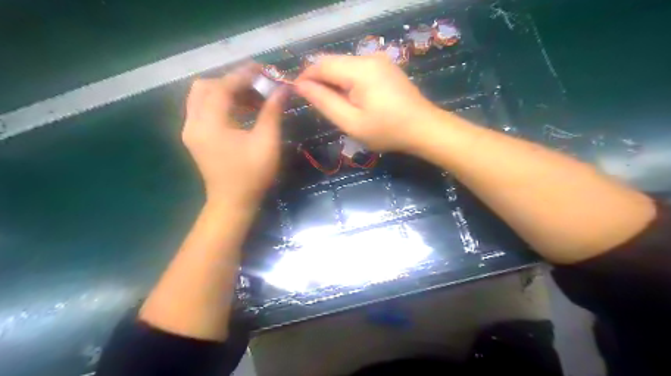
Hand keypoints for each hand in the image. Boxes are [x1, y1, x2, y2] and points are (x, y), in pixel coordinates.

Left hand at [181, 63, 285, 206]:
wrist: (233, 203)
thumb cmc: (252, 176)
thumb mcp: (266, 143)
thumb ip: (272, 112)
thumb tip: (282, 89)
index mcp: (209, 124)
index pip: (221, 88)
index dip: (242, 75)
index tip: (262, 69)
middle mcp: (193, 123)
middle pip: (205, 87)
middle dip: (231, 82)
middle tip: (256, 86)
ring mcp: (191, 130)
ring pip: (202, 97)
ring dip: (226, 92)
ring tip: (253, 99)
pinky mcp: (195, 137)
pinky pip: (204, 109)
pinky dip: (222, 104)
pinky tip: (242, 111)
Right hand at [296, 52, 437, 152]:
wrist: (424, 129)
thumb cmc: (387, 131)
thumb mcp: (351, 122)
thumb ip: (325, 102)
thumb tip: (301, 86)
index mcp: (360, 69)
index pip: (321, 64)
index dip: (305, 77)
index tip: (296, 93)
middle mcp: (369, 57)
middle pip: (333, 62)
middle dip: (319, 80)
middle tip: (314, 103)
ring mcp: (379, 60)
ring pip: (344, 66)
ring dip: (333, 81)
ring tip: (333, 105)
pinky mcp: (385, 67)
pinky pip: (357, 70)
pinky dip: (347, 81)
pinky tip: (350, 99)